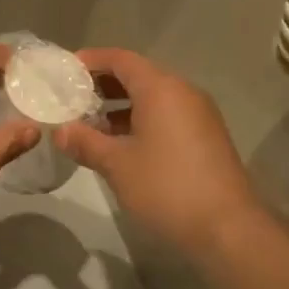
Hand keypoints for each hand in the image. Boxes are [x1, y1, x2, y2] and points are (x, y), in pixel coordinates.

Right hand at [54, 48, 265, 259]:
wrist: (228, 229)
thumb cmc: (167, 187)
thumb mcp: (117, 165)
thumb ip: (85, 142)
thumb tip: (59, 131)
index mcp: (161, 88)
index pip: (121, 59)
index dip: (91, 61)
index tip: (65, 71)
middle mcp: (182, 92)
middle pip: (137, 76)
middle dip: (103, 85)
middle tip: (72, 98)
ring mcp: (198, 115)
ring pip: (153, 98)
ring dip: (120, 106)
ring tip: (89, 124)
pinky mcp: (205, 138)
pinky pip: (166, 116)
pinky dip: (140, 121)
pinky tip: (120, 145)